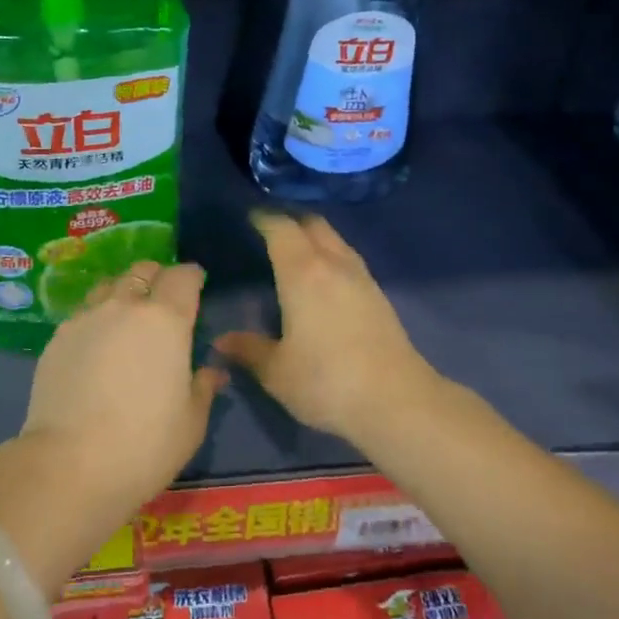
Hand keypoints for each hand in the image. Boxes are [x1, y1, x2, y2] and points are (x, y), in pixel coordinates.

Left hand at [17, 259, 223, 517]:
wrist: (69, 464)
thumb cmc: (144, 444)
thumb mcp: (191, 423)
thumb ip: (203, 388)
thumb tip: (212, 372)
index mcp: (166, 320)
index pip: (183, 276)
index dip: (192, 277)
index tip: (196, 285)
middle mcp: (125, 306)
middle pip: (143, 271)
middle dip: (157, 277)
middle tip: (163, 300)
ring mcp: (86, 318)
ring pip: (109, 286)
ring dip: (123, 293)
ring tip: (126, 318)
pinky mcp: (57, 337)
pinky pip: (83, 313)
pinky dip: (96, 318)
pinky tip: (96, 345)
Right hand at [214, 212, 439, 444]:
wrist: (397, 401)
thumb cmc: (326, 381)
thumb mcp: (277, 372)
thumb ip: (249, 350)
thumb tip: (222, 341)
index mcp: (302, 272)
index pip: (281, 229)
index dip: (264, 219)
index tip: (250, 217)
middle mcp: (333, 264)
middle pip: (313, 225)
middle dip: (291, 221)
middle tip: (271, 231)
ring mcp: (361, 278)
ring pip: (336, 240)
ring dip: (315, 238)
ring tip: (296, 253)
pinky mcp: (380, 296)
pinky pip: (349, 260)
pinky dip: (332, 257)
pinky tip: (324, 280)